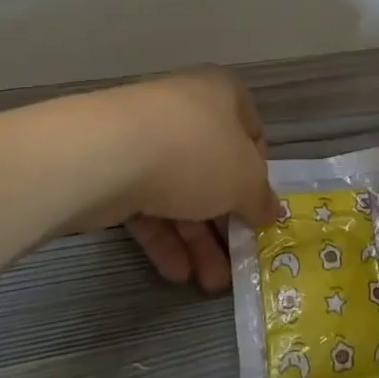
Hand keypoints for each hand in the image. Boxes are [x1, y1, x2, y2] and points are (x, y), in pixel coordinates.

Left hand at [96, 69, 276, 292]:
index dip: (260, 173)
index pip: (252, 132)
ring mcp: (146, 139)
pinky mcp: (114, 168)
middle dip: (226, 222)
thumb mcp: (245, 180)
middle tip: (237, 261)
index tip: (260, 208)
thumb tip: (271, 213)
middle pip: (215, 169)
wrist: (108, 154)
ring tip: (208, 283)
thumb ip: (261, 200)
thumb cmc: (195, 153)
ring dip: (197, 240)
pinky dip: (164, 237)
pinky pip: (147, 204)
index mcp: (222, 94)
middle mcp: (185, 109)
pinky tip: (176, 273)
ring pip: (181, 191)